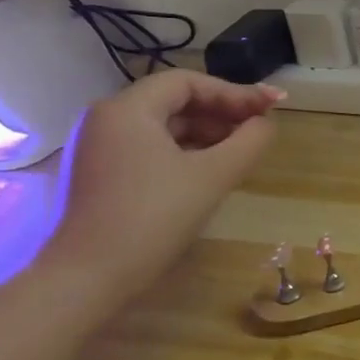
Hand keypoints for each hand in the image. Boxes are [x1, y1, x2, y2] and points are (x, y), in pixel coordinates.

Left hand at [41, 70, 281, 301]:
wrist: (88, 277)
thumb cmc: (153, 217)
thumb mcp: (213, 176)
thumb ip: (249, 142)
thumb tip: (266, 124)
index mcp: (127, 109)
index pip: (188, 82)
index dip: (235, 92)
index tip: (271, 108)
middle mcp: (106, 119)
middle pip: (174, 101)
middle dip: (222, 112)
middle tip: (260, 129)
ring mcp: (98, 148)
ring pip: (162, 127)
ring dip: (206, 133)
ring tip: (241, 151)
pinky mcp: (98, 174)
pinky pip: (148, 149)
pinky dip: (183, 152)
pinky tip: (208, 171)